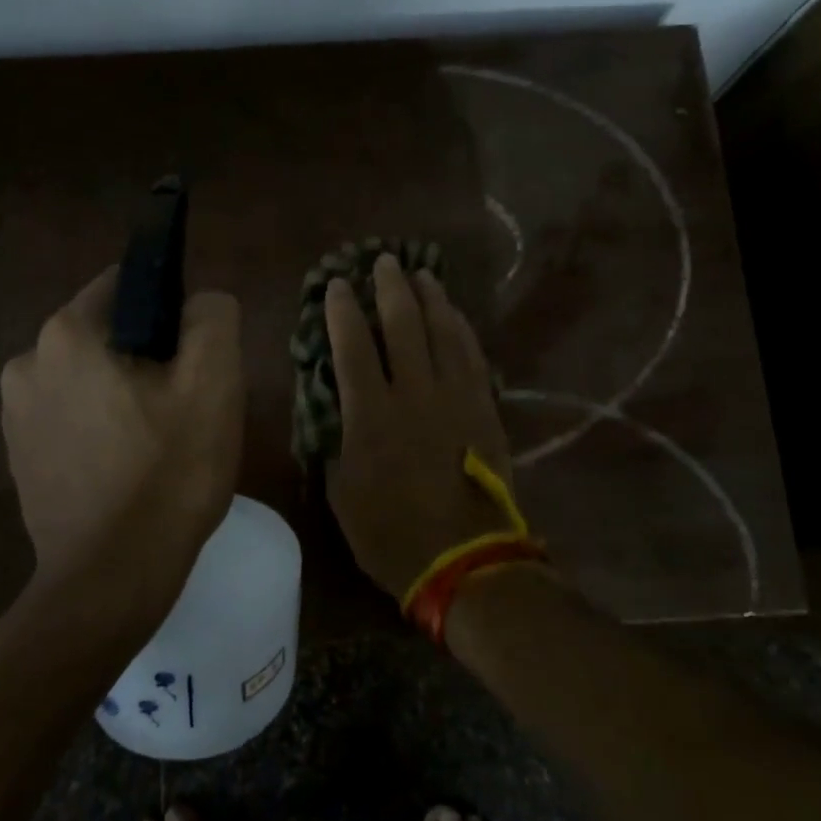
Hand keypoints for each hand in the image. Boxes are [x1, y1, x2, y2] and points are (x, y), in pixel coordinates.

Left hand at [1, 268, 243, 622]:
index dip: (171, 313)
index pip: (127, 285)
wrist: (111, 578)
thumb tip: (199, 303)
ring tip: (157, 444)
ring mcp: (14, 414)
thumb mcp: (214, 384)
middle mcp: (26, 362)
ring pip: (89, 378)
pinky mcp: (18, 456)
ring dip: (122, 395)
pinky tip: (126, 469)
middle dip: (147, 358)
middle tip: (184, 408)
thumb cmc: (168, 474)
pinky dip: (99, 428)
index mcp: (67, 334)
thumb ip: (213, 318)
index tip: (194, 359)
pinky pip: (70, 418)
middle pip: (107, 335)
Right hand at [324, 254, 514, 600]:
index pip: (352, 347)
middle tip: (382, 262)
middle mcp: (413, 394)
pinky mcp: (484, 408)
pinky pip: (473, 356)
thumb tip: (338, 414)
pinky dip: (461, 330)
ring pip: (442, 332)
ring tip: (420, 275)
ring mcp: (454, 397)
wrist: (464, 559)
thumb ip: (338, 444)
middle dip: (389, 288)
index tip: (337, 285)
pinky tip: (454, 315)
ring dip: (429, 299)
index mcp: (370, 415)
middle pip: (402, 325)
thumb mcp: (343, 493)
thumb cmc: (390, 533)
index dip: (343, 312)